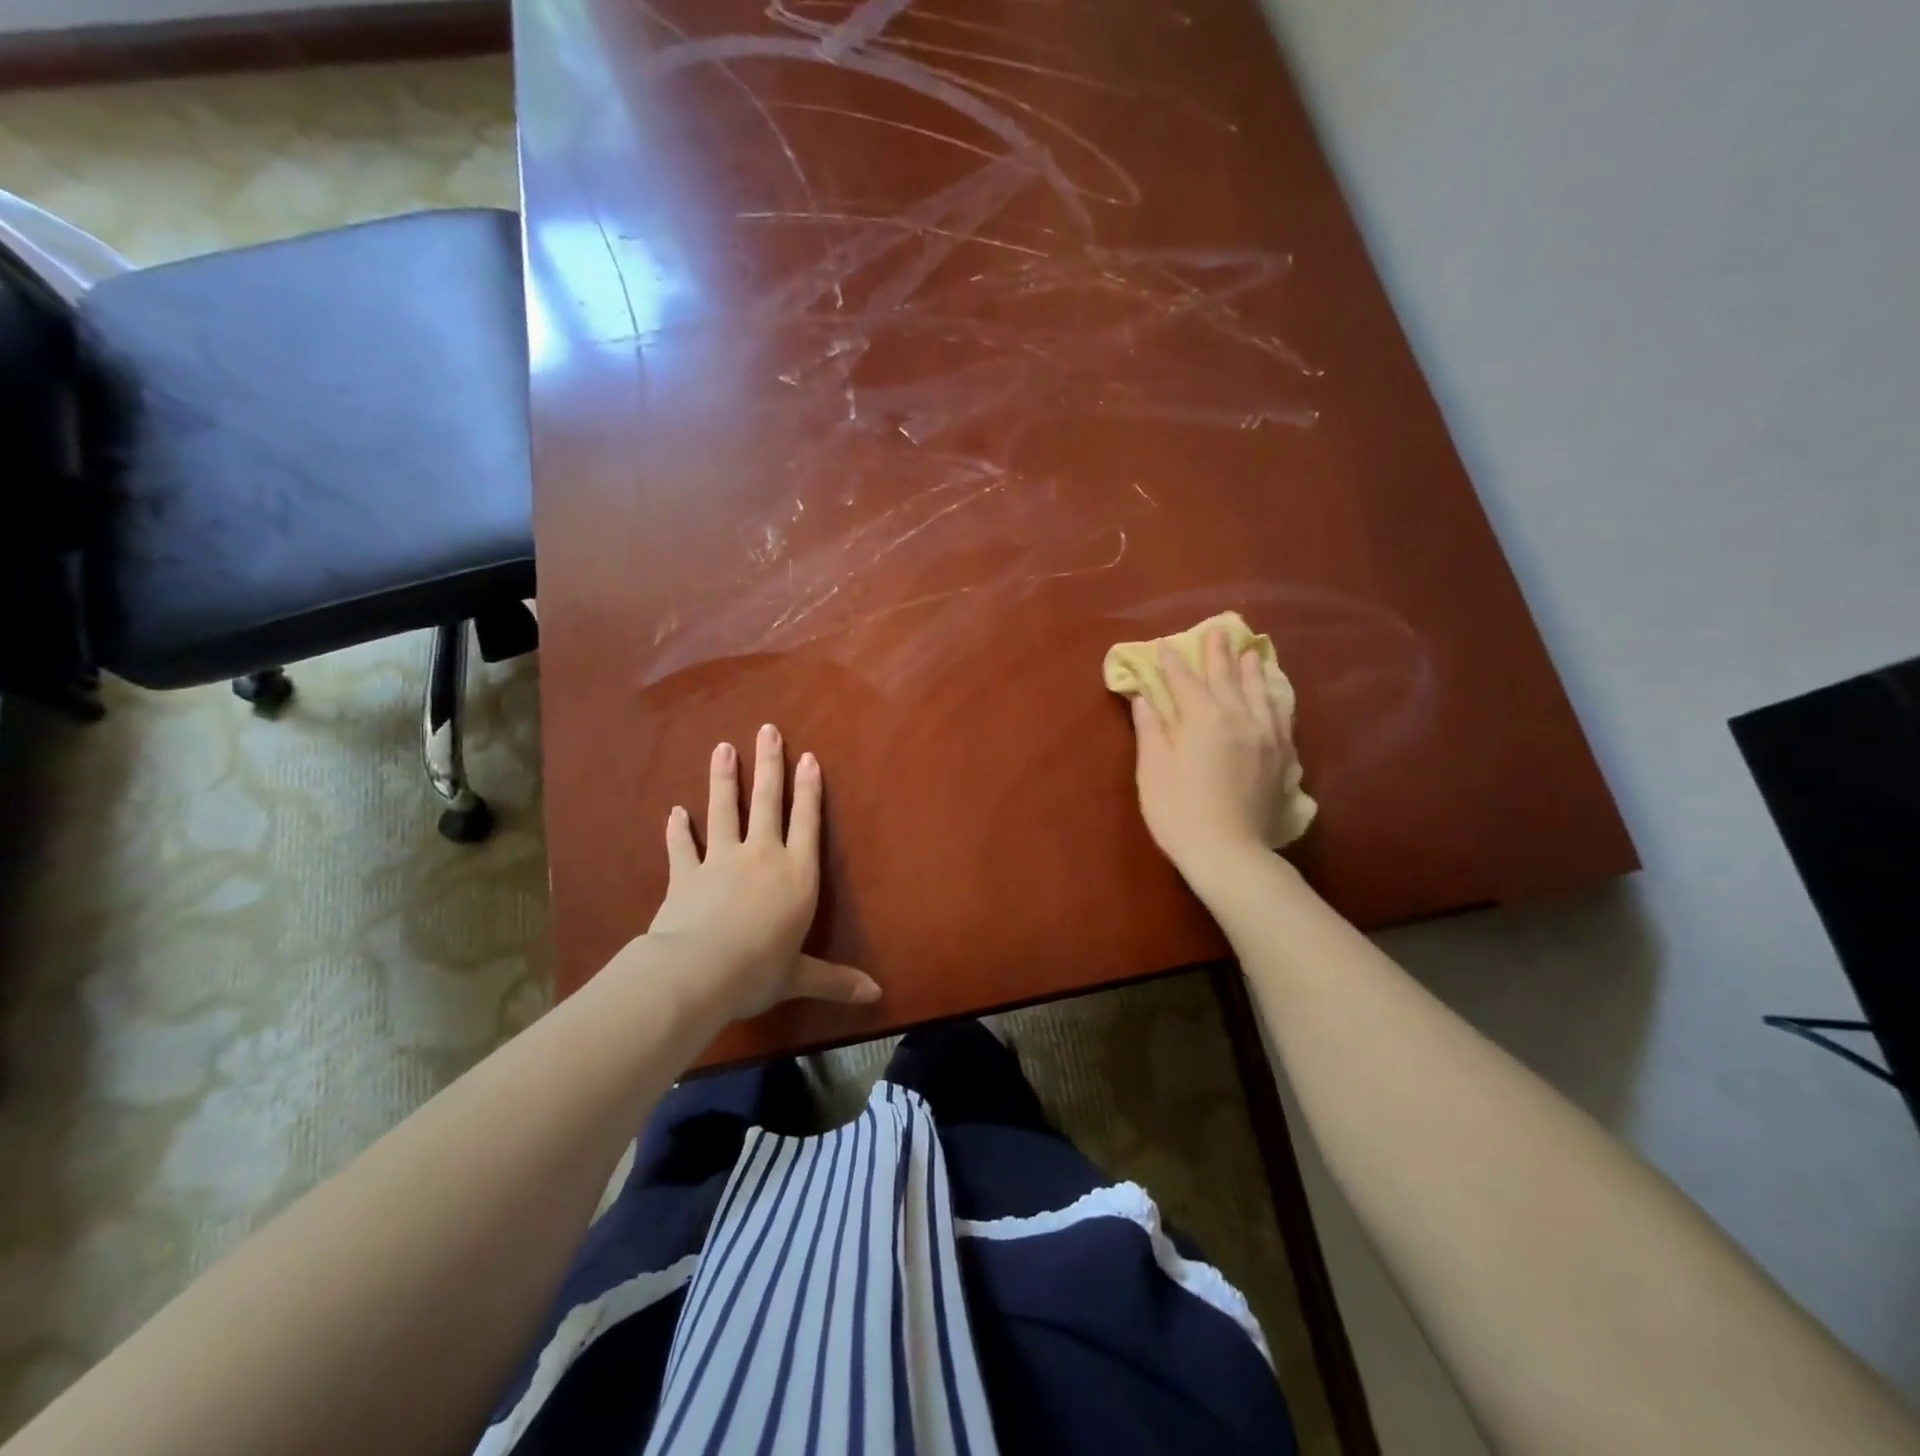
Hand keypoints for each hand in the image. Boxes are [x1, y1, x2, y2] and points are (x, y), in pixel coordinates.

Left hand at [643, 724, 879, 1023]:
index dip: (808, 789)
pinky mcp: (686, 874)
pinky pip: (682, 846)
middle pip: (766, 802)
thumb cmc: (760, 970)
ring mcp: (721, 860)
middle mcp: (762, 856)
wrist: (699, 971)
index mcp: (797, 875)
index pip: (807, 822)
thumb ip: (836, 981)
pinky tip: (675, 812)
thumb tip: (877, 996)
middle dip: (768, 765)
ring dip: (723, 779)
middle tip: (767, 730)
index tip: (807, 757)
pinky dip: (678, 829)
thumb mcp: (801, 977)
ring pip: (724, 811)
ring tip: (723, 748)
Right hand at [1127, 627, 1294, 884]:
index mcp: (1204, 718)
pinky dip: (1276, 700)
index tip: (1166, 646)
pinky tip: (1275, 698)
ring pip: (1261, 693)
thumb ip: (1150, 729)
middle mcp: (1240, 718)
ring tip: (1252, 653)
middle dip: (1218, 654)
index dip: (1173, 663)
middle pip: (1227, 678)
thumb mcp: (1153, 770)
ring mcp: (1266, 737)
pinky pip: (1282, 719)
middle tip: (1218, 631)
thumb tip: (1144, 698)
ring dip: (1253, 671)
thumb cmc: (1178, 811)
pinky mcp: (1282, 759)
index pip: (1185, 682)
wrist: (1229, 853)